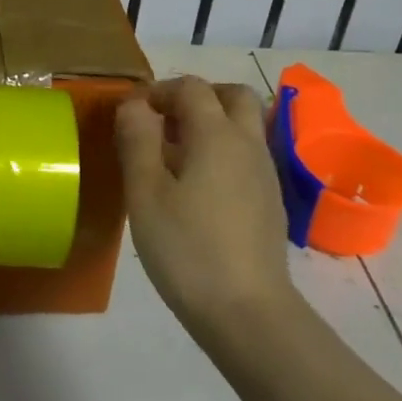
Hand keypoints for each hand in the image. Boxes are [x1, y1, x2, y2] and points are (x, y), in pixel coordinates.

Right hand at [116, 77, 295, 337]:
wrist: (247, 312)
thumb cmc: (186, 248)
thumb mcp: (145, 192)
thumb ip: (137, 140)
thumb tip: (134, 103)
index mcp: (217, 135)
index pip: (191, 88)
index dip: (159, 91)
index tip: (131, 114)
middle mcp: (247, 144)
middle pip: (233, 96)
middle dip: (197, 97)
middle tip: (164, 121)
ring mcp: (265, 174)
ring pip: (244, 126)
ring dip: (211, 123)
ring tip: (173, 155)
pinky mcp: (270, 202)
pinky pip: (247, 155)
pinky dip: (222, 151)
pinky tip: (197, 187)